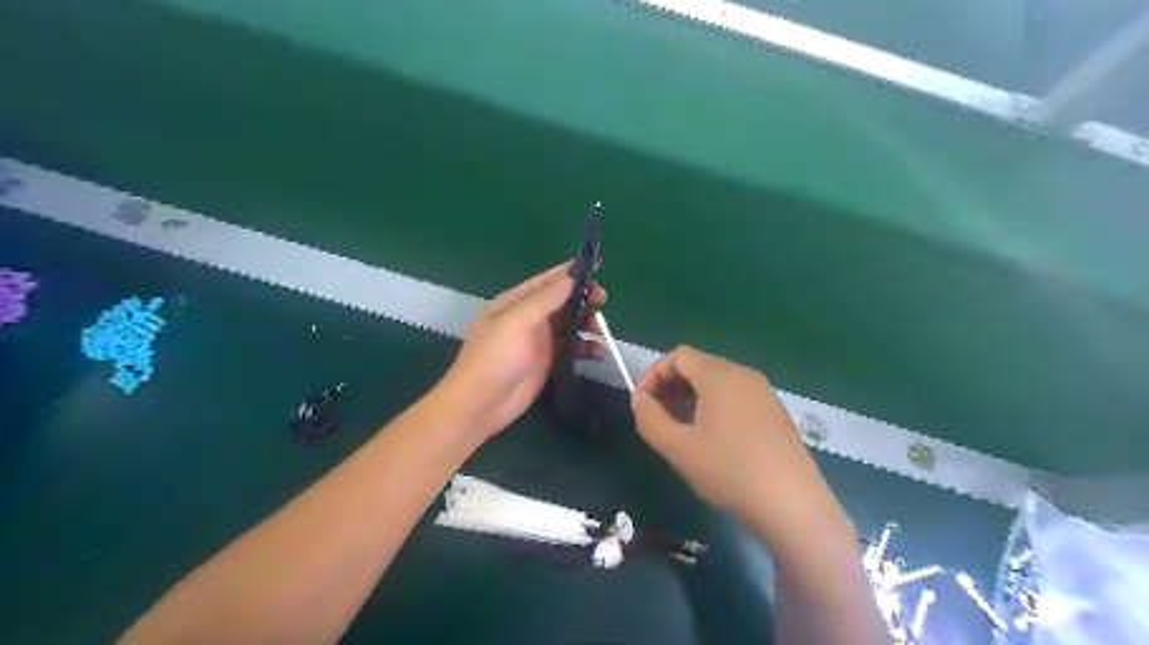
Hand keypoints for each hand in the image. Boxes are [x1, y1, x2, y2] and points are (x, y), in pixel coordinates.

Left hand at [439, 260, 604, 437]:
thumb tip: (569, 278)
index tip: (598, 268)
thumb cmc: (494, 358)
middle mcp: (529, 317)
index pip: (548, 280)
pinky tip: (597, 352)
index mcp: (516, 301)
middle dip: (583, 299)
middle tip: (603, 302)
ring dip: (587, 323)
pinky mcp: (547, 362)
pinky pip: (571, 348)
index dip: (572, 273)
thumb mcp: (516, 323)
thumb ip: (543, 300)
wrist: (481, 404)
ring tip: (601, 331)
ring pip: (570, 324)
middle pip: (562, 301)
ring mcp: (538, 340)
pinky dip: (586, 347)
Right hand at [627, 348, 841, 539]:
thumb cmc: (729, 471)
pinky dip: (714, 405)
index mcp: (720, 375)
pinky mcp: (775, 412)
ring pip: (718, 381)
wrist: (792, 504)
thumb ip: (649, 418)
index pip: (678, 356)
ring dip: (691, 396)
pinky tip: (712, 437)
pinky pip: (736, 396)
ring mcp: (764, 393)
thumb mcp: (678, 447)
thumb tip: (639, 399)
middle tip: (656, 415)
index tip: (641, 402)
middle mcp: (744, 374)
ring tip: (679, 427)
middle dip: (670, 385)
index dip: (653, 374)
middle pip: (699, 365)